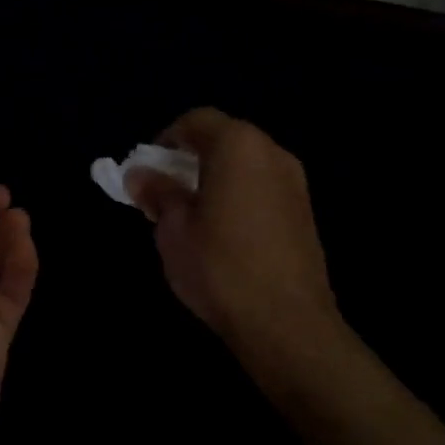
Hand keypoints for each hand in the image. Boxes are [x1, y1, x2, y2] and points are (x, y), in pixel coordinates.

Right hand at [126, 108, 347, 366]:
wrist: (286, 323)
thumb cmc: (219, 266)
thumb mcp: (172, 228)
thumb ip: (157, 192)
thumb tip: (140, 174)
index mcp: (238, 146)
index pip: (196, 121)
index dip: (165, 140)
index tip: (148, 172)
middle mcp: (272, 153)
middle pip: (223, 139)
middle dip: (189, 159)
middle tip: (165, 193)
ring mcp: (295, 183)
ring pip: (244, 165)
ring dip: (214, 178)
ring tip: (191, 216)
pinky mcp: (304, 213)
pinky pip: (262, 188)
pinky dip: (238, 196)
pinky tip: (223, 233)